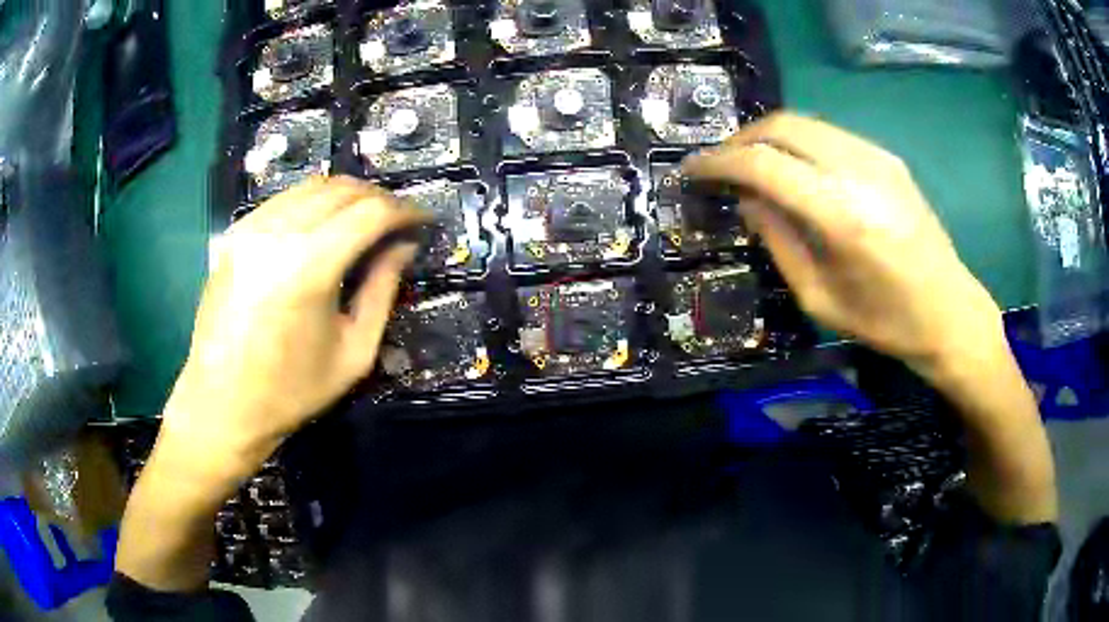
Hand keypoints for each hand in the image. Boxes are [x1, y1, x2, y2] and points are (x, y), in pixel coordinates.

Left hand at [159, 177, 427, 479]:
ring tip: (365, 220)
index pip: (369, 212)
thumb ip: (382, 290)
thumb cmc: (291, 391)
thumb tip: (405, 246)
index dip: (404, 211)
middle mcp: (277, 234)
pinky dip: (313, 203)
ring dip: (347, 196)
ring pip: (312, 186)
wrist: (222, 404)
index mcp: (309, 267)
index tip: (424, 220)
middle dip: (379, 198)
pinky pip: (284, 200)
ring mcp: (250, 230)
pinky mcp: (234, 235)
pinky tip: (324, 225)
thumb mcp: (354, 352)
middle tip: (398, 221)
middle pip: (342, 190)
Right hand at [684, 113, 1005, 377]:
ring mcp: (878, 158)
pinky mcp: (889, 159)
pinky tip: (794, 169)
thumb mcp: (820, 299)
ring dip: (769, 137)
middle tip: (721, 165)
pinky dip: (800, 143)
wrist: (949, 312)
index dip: (720, 161)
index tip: (692, 170)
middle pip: (783, 126)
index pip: (764, 164)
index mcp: (842, 217)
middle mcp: (859, 172)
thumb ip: (778, 241)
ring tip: (752, 166)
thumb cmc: (886, 322)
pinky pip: (829, 135)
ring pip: (805, 123)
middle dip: (742, 139)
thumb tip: (747, 199)